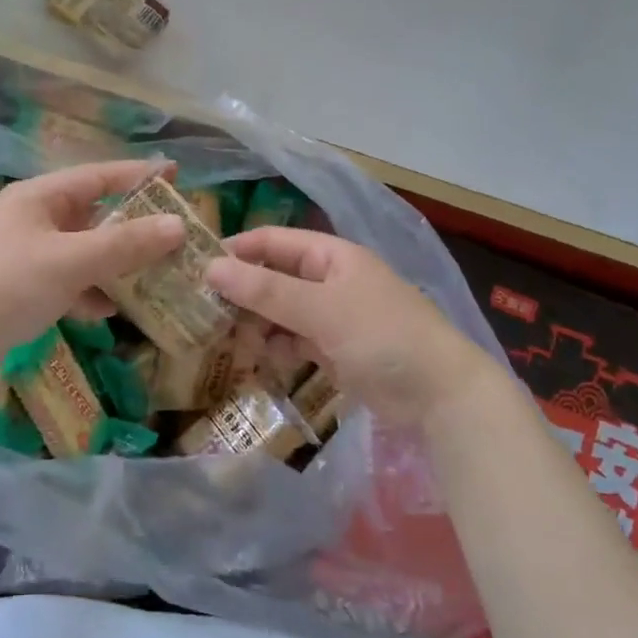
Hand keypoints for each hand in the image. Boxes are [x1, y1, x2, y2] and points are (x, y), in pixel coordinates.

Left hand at [0, 160, 183, 359]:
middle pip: (92, 214)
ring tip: (152, 276)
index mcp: (38, 197)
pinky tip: (106, 312)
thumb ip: (125, 244)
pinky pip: (65, 281)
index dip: (138, 174)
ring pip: (81, 251)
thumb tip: (177, 226)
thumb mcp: (72, 261)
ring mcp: (22, 254)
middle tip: (171, 234)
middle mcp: (30, 218)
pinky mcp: (17, 288)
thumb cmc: (7, 286)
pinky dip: (87, 292)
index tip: (176, 175)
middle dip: (132, 227)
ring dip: (113, 264)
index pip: (98, 176)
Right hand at [207, 227, 490, 427]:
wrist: (440, 395)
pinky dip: (276, 349)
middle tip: (205, 317)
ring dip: (256, 326)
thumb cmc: (382, 336)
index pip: (272, 242)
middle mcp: (329, 280)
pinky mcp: (335, 350)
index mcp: (331, 256)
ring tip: (230, 345)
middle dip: (242, 296)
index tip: (196, 269)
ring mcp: (332, 317)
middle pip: (273, 279)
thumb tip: (211, 268)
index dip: (236, 251)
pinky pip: (294, 341)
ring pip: (280, 313)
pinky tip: (259, 362)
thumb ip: (266, 291)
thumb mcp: (321, 309)